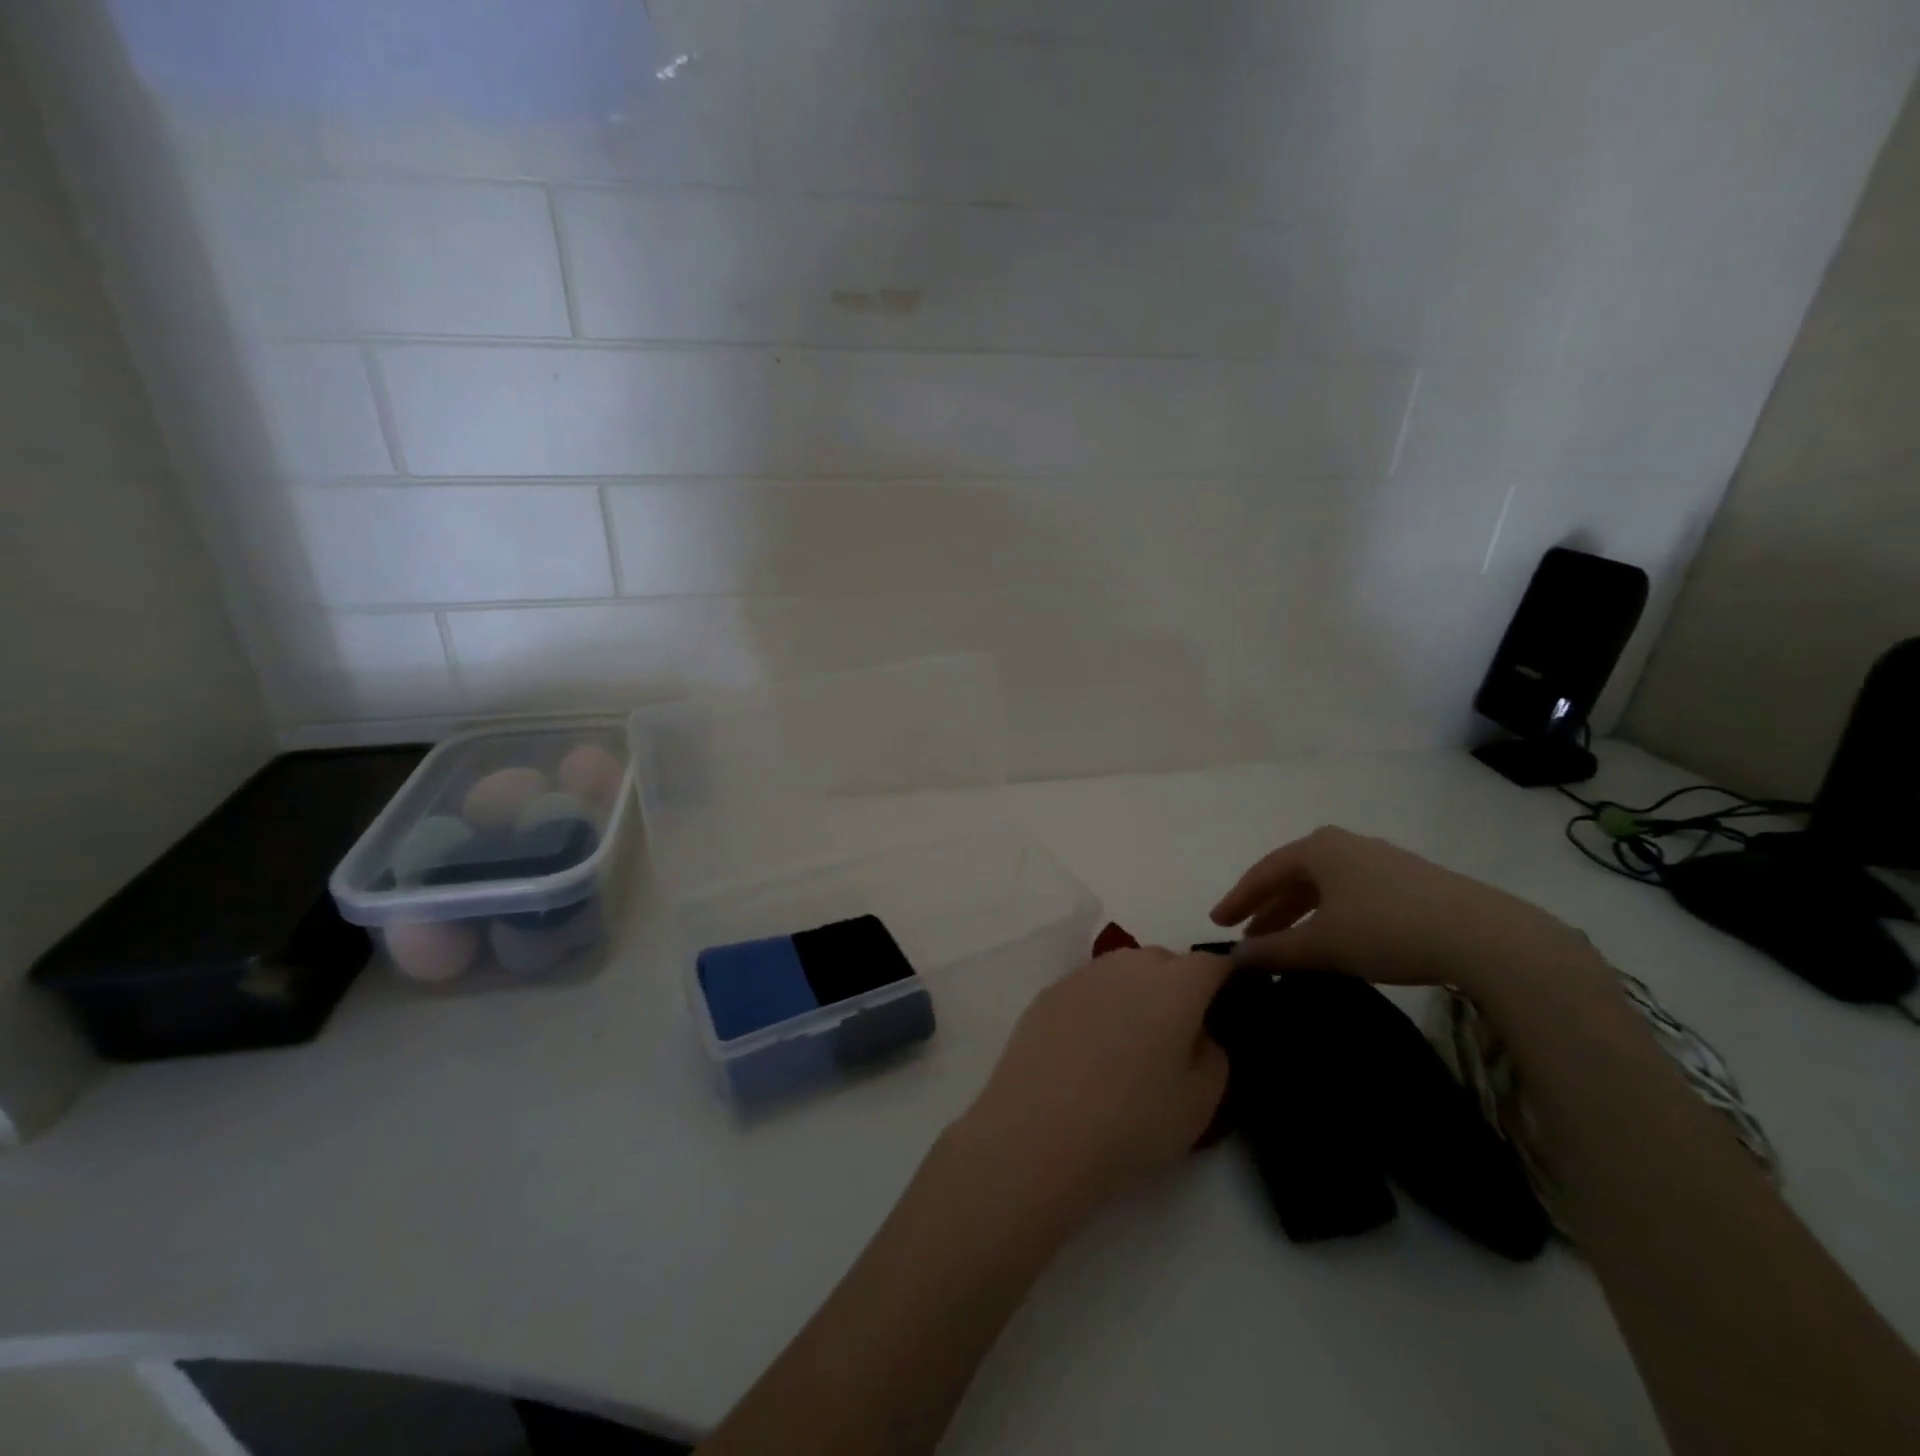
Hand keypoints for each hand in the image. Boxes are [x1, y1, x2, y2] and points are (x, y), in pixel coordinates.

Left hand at [950, 948, 1231, 1230]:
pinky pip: (1088, 989)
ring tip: (1129, 1044)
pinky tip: (1088, 1050)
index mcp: (1174, 984)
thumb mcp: (1201, 1102)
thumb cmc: (1132, 1120)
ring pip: (1122, 971)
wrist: (1038, 1132)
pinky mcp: (1048, 993)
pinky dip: (1098, 1008)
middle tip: (1176, 1036)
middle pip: (1164, 962)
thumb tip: (1198, 1032)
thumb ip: (1213, 1054)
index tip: (1226, 1008)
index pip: (1212, 964)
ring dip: (1134, 994)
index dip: (1225, 982)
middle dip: (1177, 988)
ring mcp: (1083, 975)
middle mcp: (1128, 965)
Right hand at [1211, 826, 1610, 1002]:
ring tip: (1287, 944)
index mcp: (1318, 848)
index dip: (1238, 899)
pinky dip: (1331, 916)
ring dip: (1300, 915)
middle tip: (1248, 937)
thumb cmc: (1386, 929)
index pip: (1264, 872)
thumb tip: (1235, 958)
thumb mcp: (1321, 944)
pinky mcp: (1411, 883)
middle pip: (1294, 877)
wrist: (1484, 936)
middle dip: (1268, 909)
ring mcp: (1381, 861)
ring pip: (1325, 888)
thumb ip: (1274, 950)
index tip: (1216, 923)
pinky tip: (1334, 940)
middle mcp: (1346, 845)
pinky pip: (1352, 895)